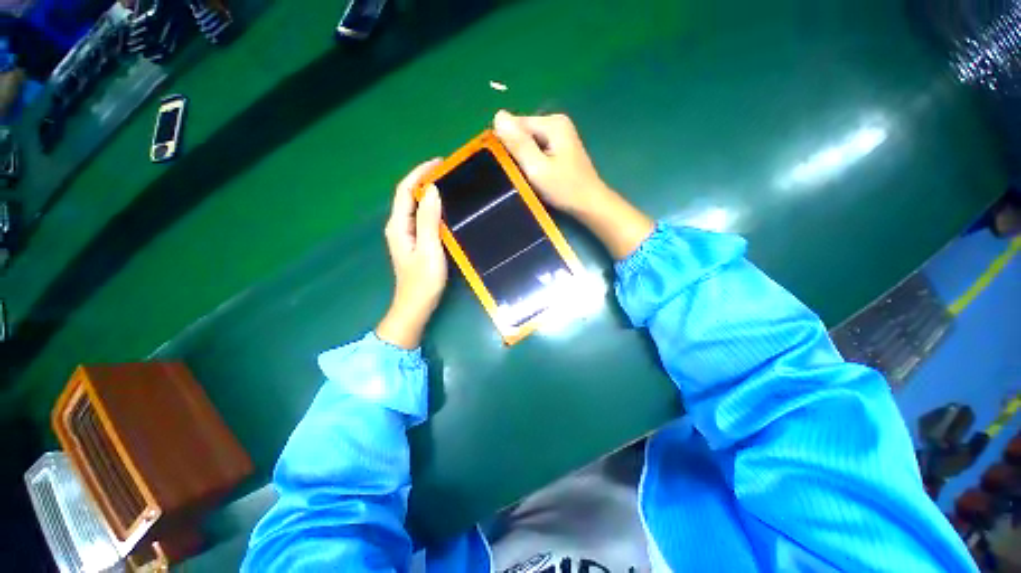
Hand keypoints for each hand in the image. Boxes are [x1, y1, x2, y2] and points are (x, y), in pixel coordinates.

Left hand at [376, 160, 447, 348]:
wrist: (416, 305)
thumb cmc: (423, 280)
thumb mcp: (429, 249)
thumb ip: (428, 220)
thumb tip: (432, 190)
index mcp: (398, 225)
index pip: (405, 190)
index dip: (419, 173)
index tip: (440, 162)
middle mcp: (398, 226)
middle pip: (408, 195)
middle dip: (425, 179)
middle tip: (449, 172)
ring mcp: (405, 234)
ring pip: (414, 206)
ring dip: (428, 192)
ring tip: (449, 185)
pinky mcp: (413, 241)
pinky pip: (420, 217)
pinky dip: (431, 207)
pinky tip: (445, 208)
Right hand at [493, 110, 654, 260]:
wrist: (589, 204)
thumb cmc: (564, 188)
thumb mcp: (537, 168)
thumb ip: (518, 144)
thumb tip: (498, 115)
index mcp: (552, 123)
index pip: (515, 124)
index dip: (506, 145)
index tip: (507, 167)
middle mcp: (556, 122)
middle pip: (522, 132)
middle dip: (516, 152)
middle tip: (519, 174)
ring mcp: (560, 134)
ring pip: (529, 142)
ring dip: (524, 158)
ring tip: (527, 176)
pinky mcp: (560, 147)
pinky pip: (537, 149)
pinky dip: (532, 161)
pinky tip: (536, 175)